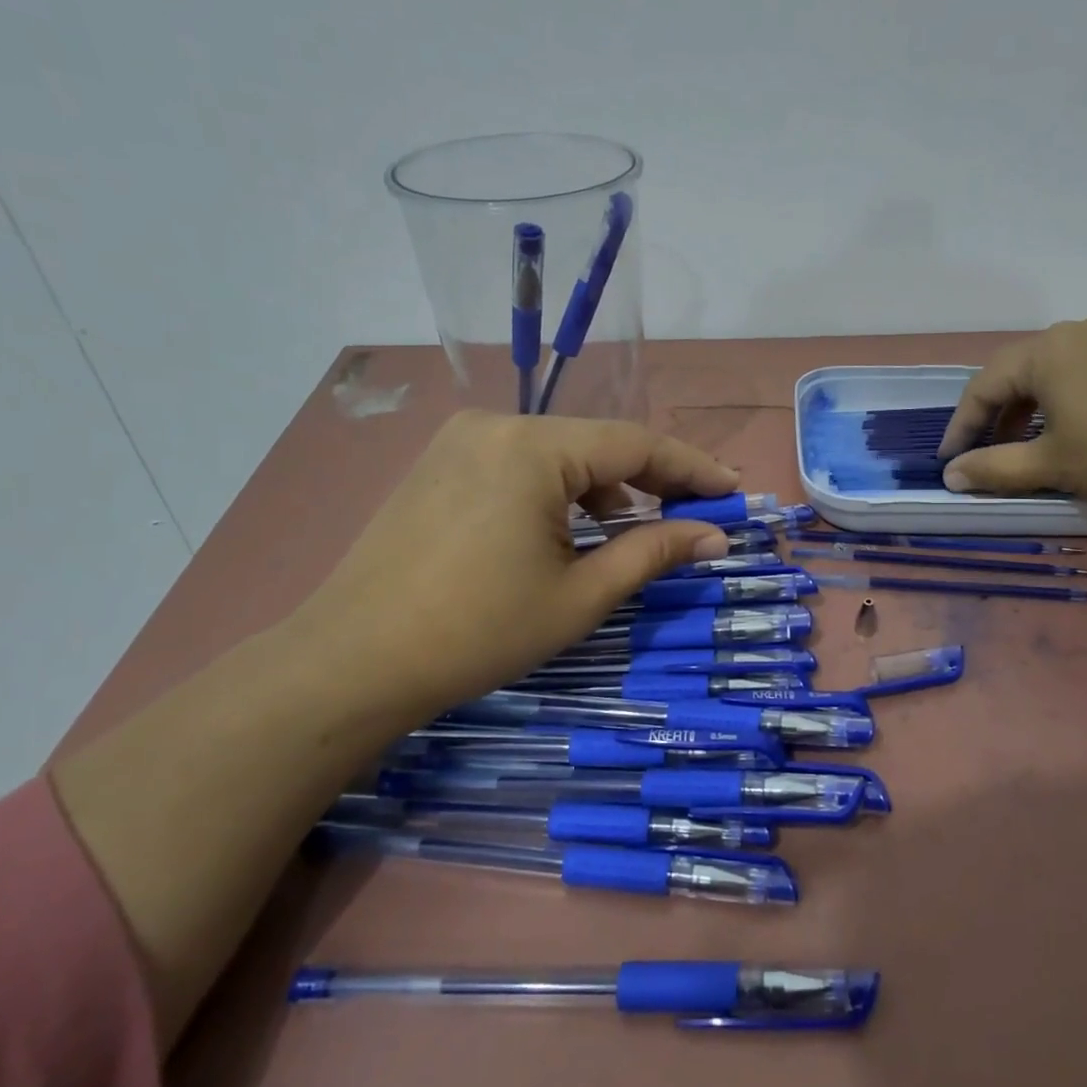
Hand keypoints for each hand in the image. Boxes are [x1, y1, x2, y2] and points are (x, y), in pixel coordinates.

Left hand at [291, 411, 738, 725]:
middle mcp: (498, 425)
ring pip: (559, 453)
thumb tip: (715, 536)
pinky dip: (559, 491)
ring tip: (631, 532)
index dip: (693, 469)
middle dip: (651, 480)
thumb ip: (653, 553)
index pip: (636, 444)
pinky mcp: (441, 463)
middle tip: (694, 515)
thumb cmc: (479, 631)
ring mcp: (462, 441)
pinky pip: (521, 464)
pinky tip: (568, 530)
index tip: (734, 492)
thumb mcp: (580, 595)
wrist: (352, 662)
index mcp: (535, 447)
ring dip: (604, 488)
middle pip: (598, 444)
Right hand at [936, 318, 1086, 512]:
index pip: (982, 387)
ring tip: (1025, 447)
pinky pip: (1083, 373)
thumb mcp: (1052, 466)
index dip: (960, 428)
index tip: (949, 463)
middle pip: (1015, 375)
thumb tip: (950, 476)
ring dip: (1027, 411)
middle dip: (993, 417)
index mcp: (1046, 352)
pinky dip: (1062, 402)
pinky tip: (1073, 431)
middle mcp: (1075, 333)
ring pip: (1050, 374)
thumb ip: (993, 469)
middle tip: (983, 455)